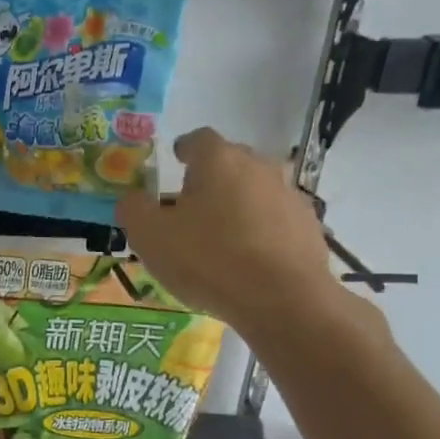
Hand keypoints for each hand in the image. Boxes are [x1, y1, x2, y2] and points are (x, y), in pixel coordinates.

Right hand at [116, 127, 340, 325]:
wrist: (282, 299)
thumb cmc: (208, 259)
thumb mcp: (150, 237)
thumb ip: (134, 210)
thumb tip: (131, 199)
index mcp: (218, 160)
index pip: (198, 139)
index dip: (184, 149)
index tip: (175, 162)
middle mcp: (259, 166)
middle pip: (230, 162)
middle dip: (211, 177)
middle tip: (192, 205)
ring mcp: (288, 195)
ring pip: (255, 190)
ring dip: (238, 204)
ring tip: (221, 236)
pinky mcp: (308, 226)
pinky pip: (275, 219)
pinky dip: (261, 230)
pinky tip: (249, 259)